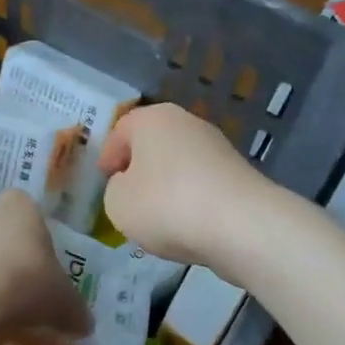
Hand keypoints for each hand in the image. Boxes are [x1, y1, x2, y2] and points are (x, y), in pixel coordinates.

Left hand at [0, 191, 90, 338]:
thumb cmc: (26, 285)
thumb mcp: (65, 302)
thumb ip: (77, 310)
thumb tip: (86, 324)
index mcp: (19, 209)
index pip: (26, 205)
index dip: (35, 229)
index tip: (44, 256)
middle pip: (2, 232)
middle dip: (13, 255)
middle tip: (30, 286)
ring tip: (7, 310)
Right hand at [98, 104, 272, 275]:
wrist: (241, 225)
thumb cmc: (166, 204)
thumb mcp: (118, 202)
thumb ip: (115, 190)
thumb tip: (131, 185)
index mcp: (153, 119)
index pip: (121, 129)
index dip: (108, 154)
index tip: (103, 179)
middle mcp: (187, 123)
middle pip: (153, 143)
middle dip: (139, 168)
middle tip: (127, 196)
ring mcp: (217, 147)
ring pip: (179, 164)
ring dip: (166, 186)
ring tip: (157, 218)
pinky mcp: (238, 174)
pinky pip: (202, 185)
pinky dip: (191, 200)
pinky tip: (187, 225)